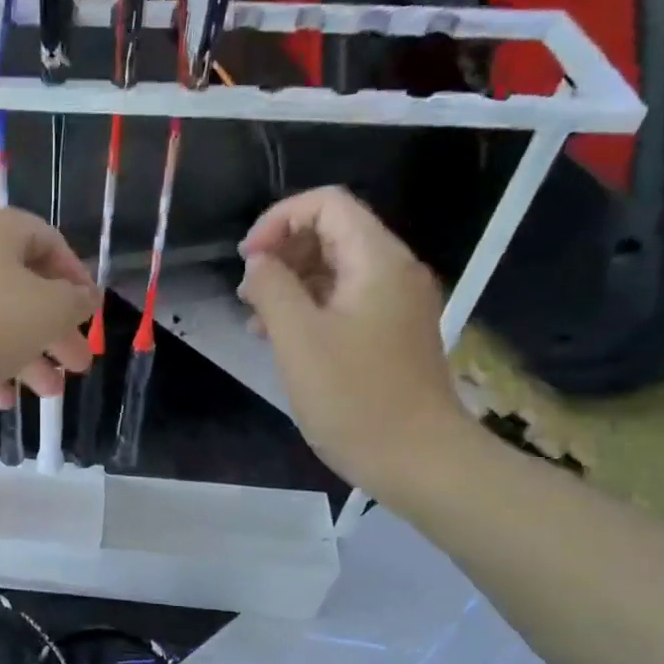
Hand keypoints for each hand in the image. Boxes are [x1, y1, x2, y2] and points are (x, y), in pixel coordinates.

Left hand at [0, 204, 98, 408]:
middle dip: (54, 332)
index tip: (90, 315)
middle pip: (22, 289)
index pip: (50, 243)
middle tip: (77, 366)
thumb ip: (74, 304)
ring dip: (25, 357)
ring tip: (49, 393)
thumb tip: (86, 297)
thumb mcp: (46, 312)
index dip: (76, 280)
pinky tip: (3, 400)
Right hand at [237, 187, 470, 498]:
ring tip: (255, 319)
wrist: (417, 459)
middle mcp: (393, 271)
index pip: (327, 205)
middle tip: (247, 293)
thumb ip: (272, 288)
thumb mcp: (298, 338)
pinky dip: (309, 308)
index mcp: (377, 261)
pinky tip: (281, 339)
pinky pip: (345, 301)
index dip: (279, 220)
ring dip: (291, 283)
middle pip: (332, 233)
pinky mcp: (390, 334)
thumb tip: (258, 263)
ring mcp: (395, 304)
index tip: (247, 260)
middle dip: (283, 252)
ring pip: (336, 269)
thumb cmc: (353, 398)